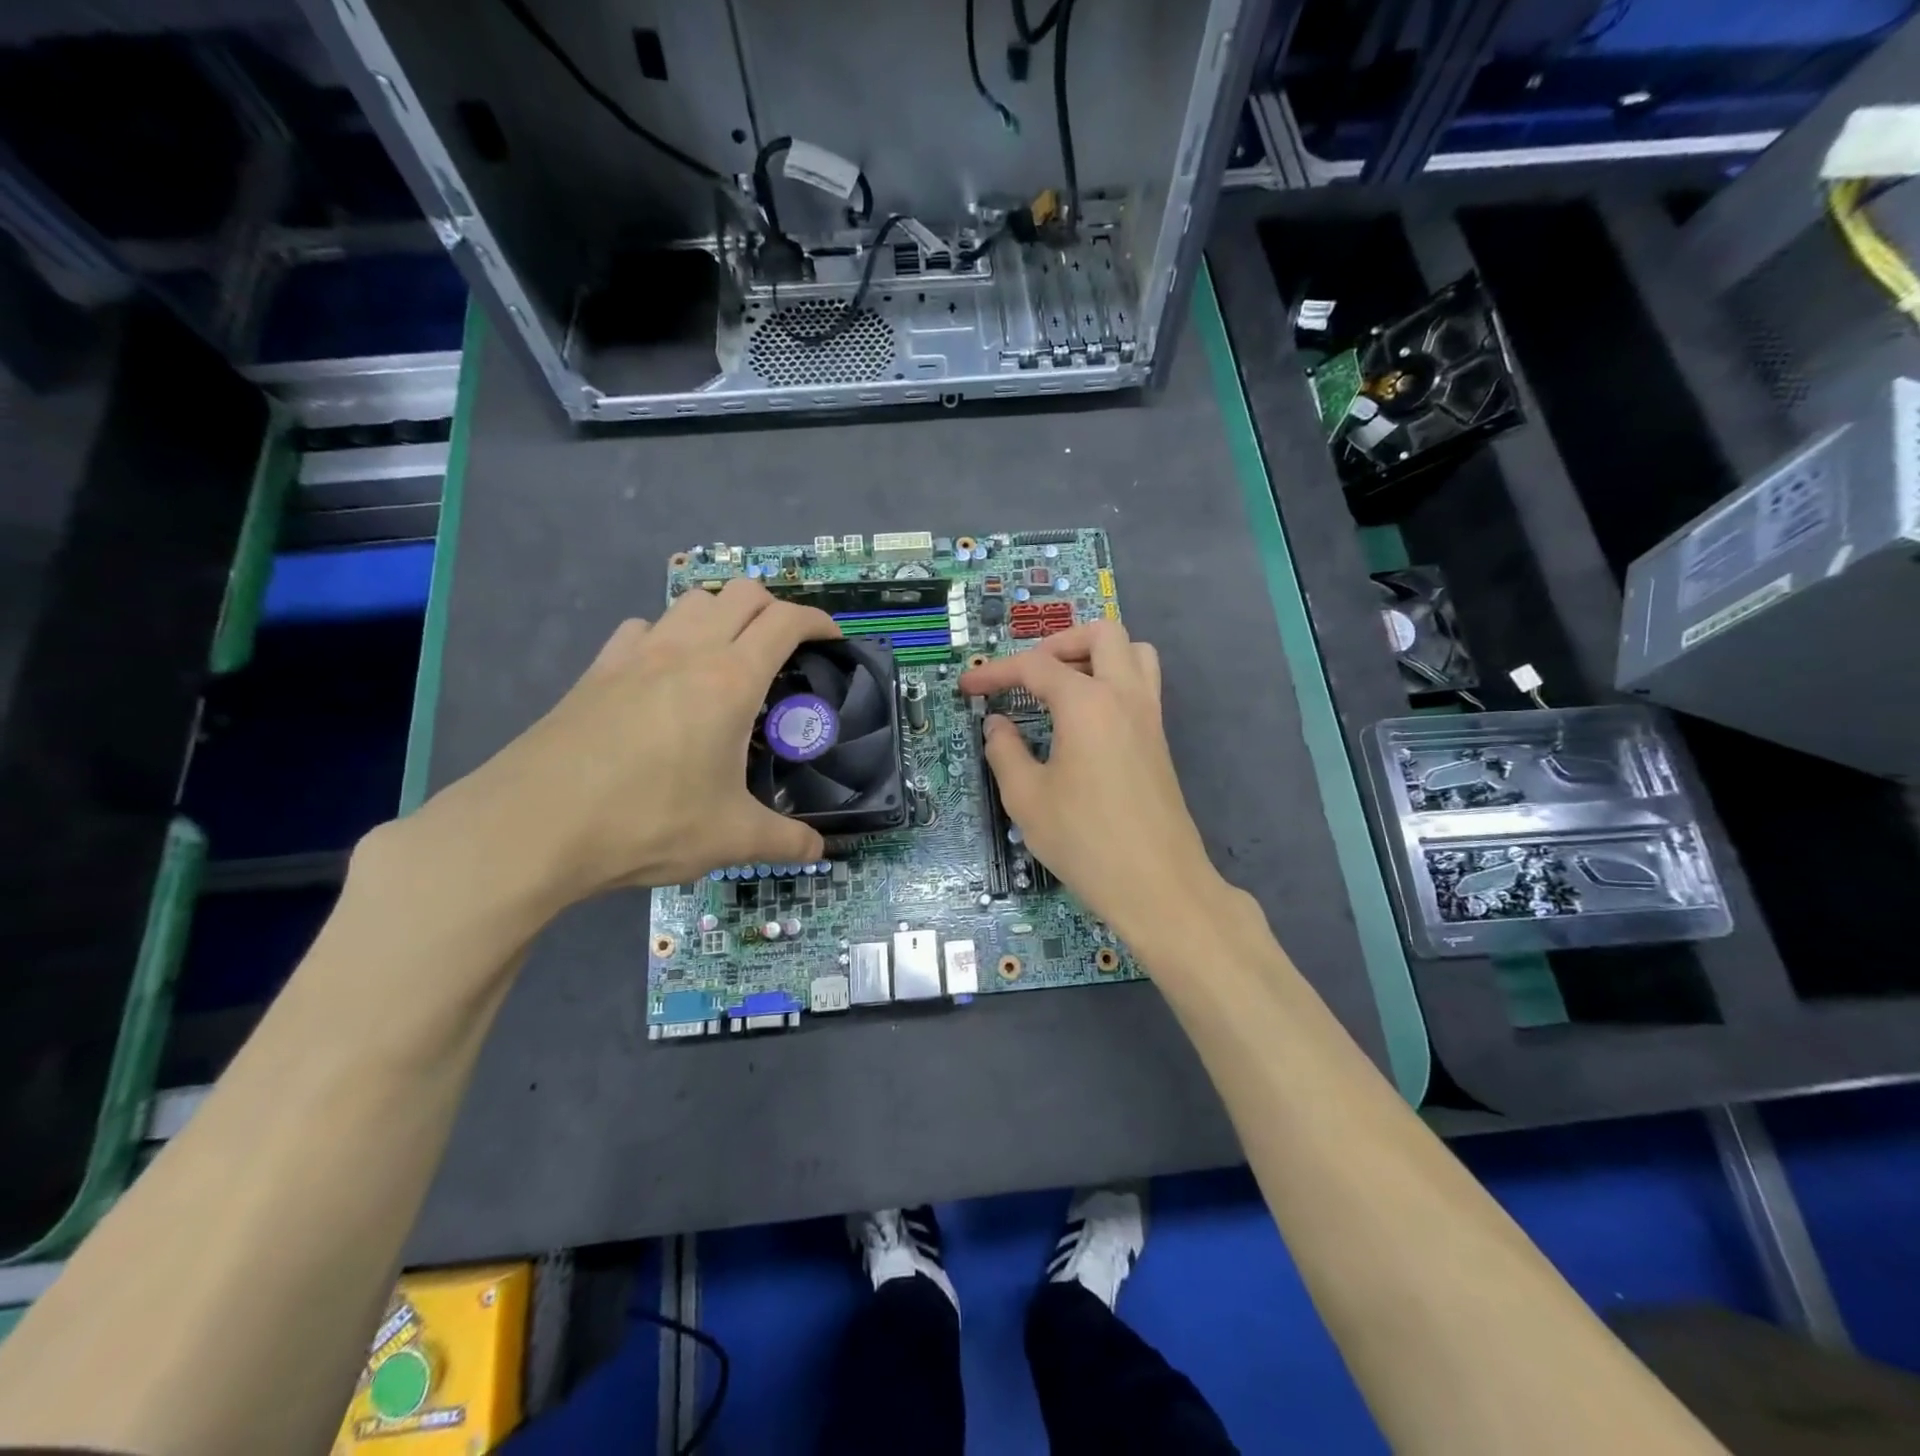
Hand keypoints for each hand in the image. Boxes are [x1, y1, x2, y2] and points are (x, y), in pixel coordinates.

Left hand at [405, 579, 839, 917]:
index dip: (818, 622)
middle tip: (786, 650)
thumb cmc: (647, 821)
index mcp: (730, 680)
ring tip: (729, 657)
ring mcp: (636, 654)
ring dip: (721, 614)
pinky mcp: (597, 670)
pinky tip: (664, 675)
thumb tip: (819, 853)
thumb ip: (785, 842)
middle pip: (741, 593)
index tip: (832, 641)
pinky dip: (668, 635)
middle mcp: (687, 651)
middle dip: (774, 608)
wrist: (533, 826)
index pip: (786, 621)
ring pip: (691, 601)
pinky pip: (643, 628)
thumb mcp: (730, 838)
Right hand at [958, 622, 1232, 954]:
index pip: (1036, 667)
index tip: (968, 687)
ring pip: (1133, 652)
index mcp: (1087, 703)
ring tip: (1062, 687)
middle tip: (1028, 675)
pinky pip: (1141, 684)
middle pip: (1101, 633)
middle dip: (1058, 643)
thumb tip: (997, 724)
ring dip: (1096, 654)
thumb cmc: (1085, 840)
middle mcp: (1124, 695)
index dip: (996, 672)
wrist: (1157, 884)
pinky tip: (1085, 721)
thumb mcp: (1027, 798)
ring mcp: (1149, 716)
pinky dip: (1113, 680)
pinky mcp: (1159, 740)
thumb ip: (1005, 752)